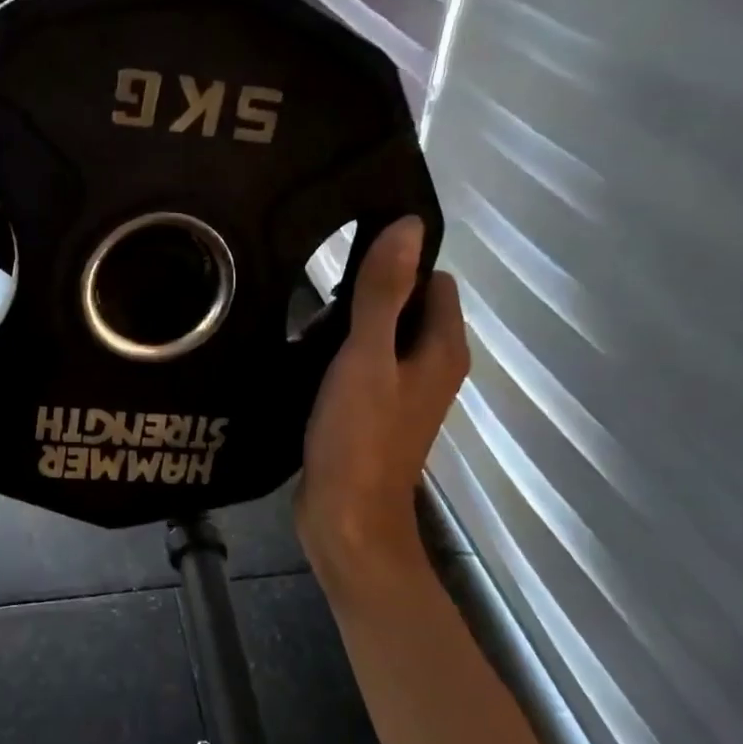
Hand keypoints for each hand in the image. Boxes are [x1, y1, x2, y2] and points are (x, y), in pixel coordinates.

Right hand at [297, 216, 468, 579]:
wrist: (346, 517)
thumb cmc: (359, 436)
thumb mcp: (367, 357)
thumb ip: (383, 293)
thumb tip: (410, 226)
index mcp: (442, 349)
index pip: (432, 280)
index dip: (396, 264)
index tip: (346, 259)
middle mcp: (431, 367)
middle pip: (404, 308)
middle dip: (364, 296)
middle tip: (313, 296)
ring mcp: (402, 394)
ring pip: (379, 339)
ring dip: (346, 328)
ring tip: (300, 323)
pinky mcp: (374, 415)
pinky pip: (362, 368)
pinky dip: (338, 358)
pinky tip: (302, 358)